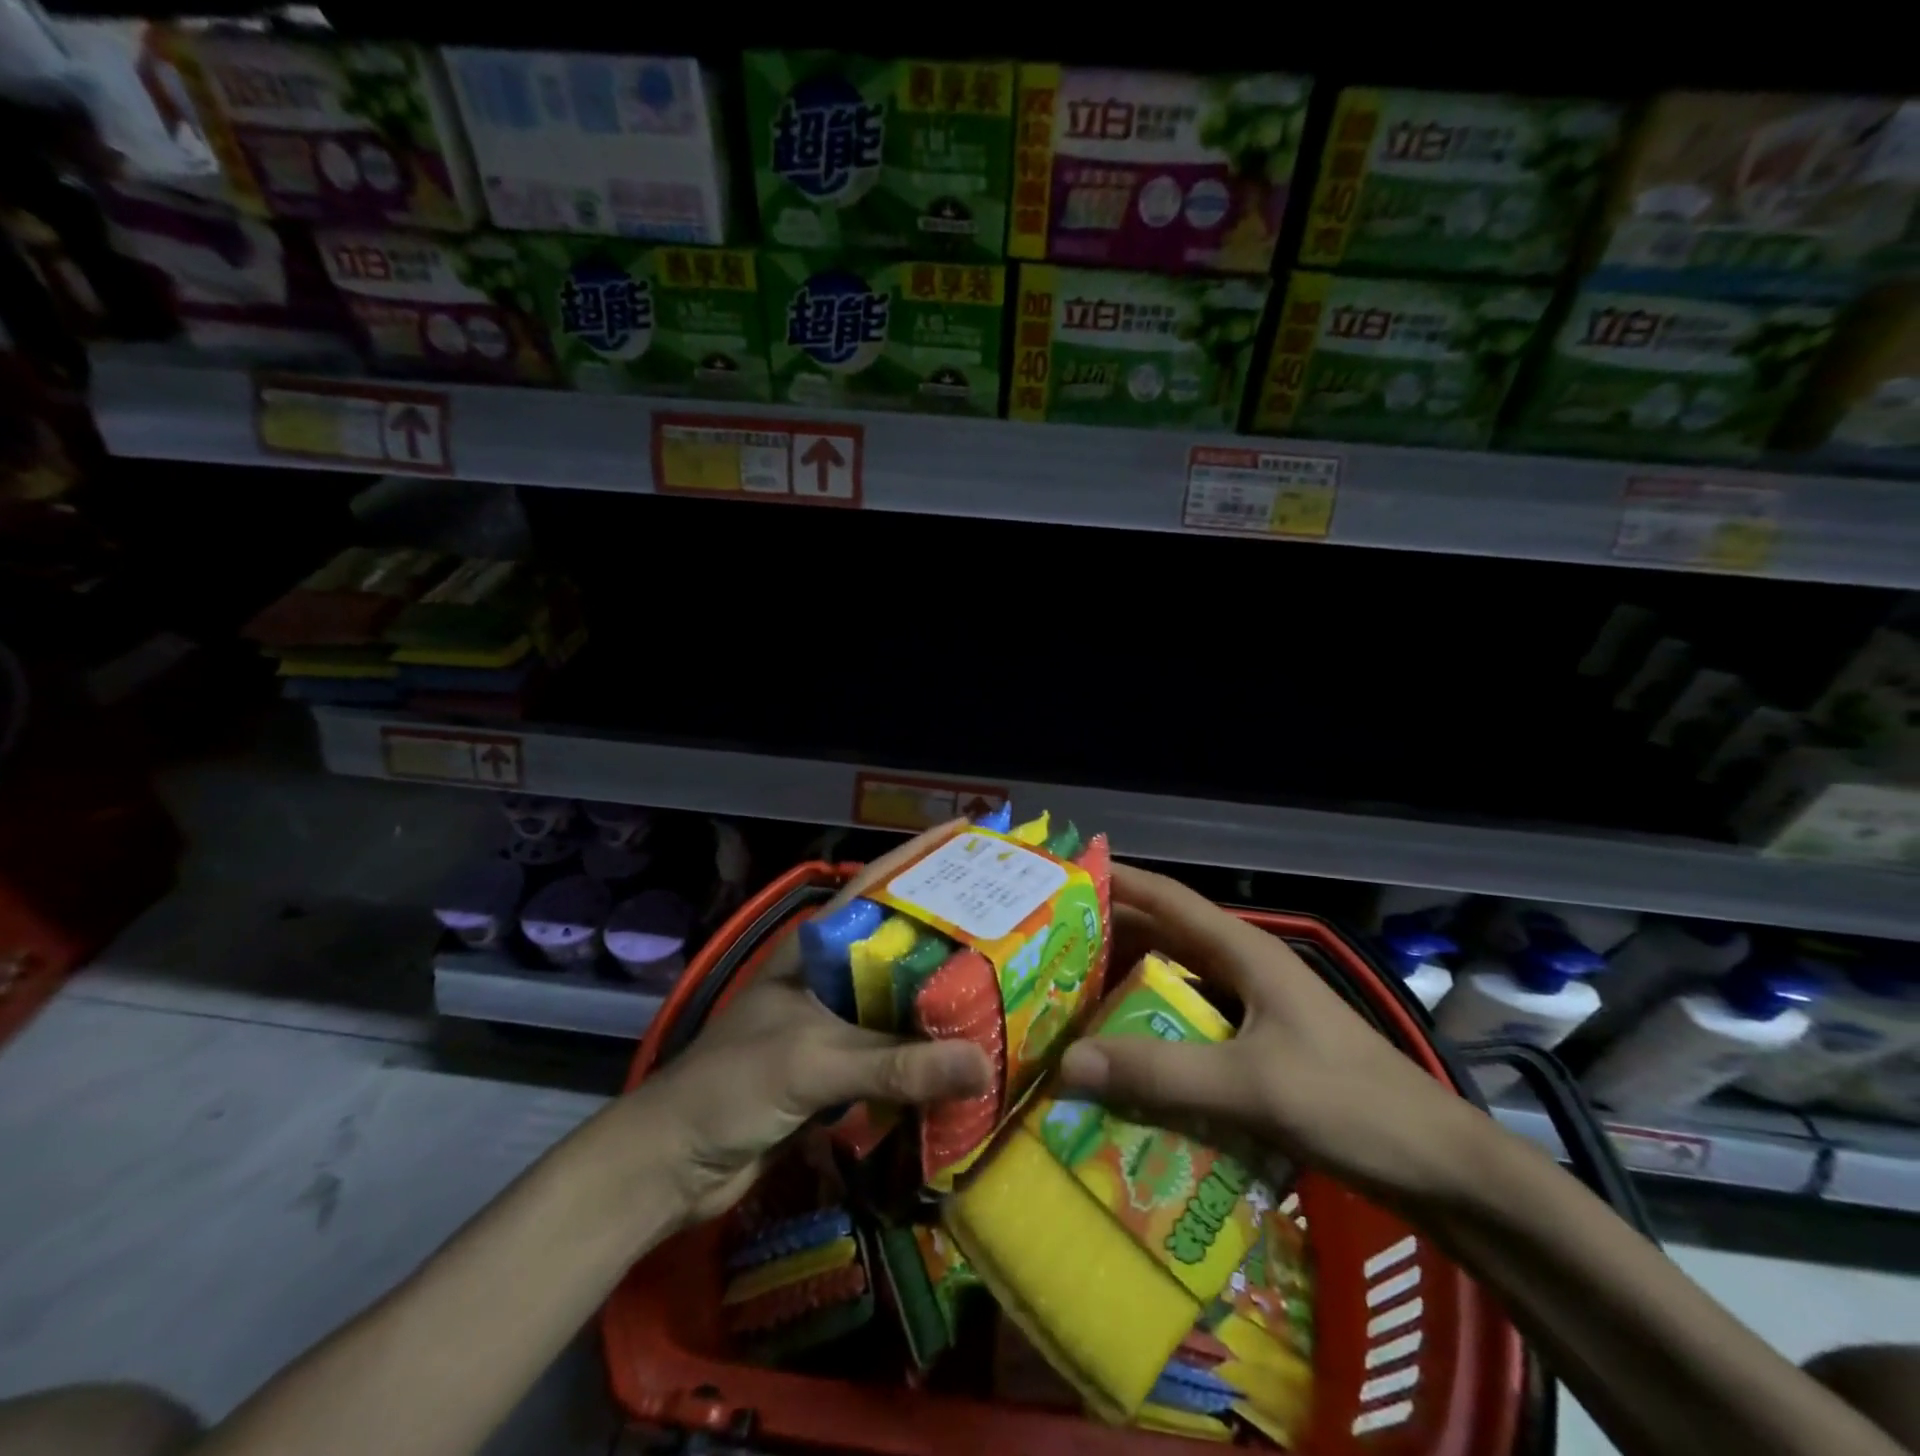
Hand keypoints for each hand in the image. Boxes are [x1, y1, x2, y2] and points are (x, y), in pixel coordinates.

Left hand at [635, 822, 992, 1224]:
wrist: (674, 1163)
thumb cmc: (733, 1086)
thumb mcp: (814, 1062)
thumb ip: (896, 1063)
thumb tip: (985, 1064)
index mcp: (818, 948)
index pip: (878, 886)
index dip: (923, 857)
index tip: (974, 836)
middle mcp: (831, 976)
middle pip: (902, 943)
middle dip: (952, 928)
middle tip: (1015, 916)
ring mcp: (835, 1023)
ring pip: (902, 998)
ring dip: (946, 993)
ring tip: (1009, 979)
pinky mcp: (840, 1069)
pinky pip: (896, 1050)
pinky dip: (930, 1050)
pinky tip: (970, 1051)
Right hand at [1058, 865, 1488, 1210]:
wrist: (1441, 1169)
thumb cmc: (1352, 1105)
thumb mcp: (1252, 1086)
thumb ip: (1160, 1073)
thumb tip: (1067, 1064)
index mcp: (1245, 952)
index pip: (1168, 899)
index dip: (1117, 881)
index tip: (1064, 876)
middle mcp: (1244, 970)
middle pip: (1164, 937)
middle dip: (1108, 936)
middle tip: (1047, 947)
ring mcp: (1253, 1010)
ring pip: (1175, 982)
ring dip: (1127, 984)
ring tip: (1069, 996)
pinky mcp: (1258, 1050)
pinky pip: (1188, 1026)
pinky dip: (1152, 1029)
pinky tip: (1122, 1053)